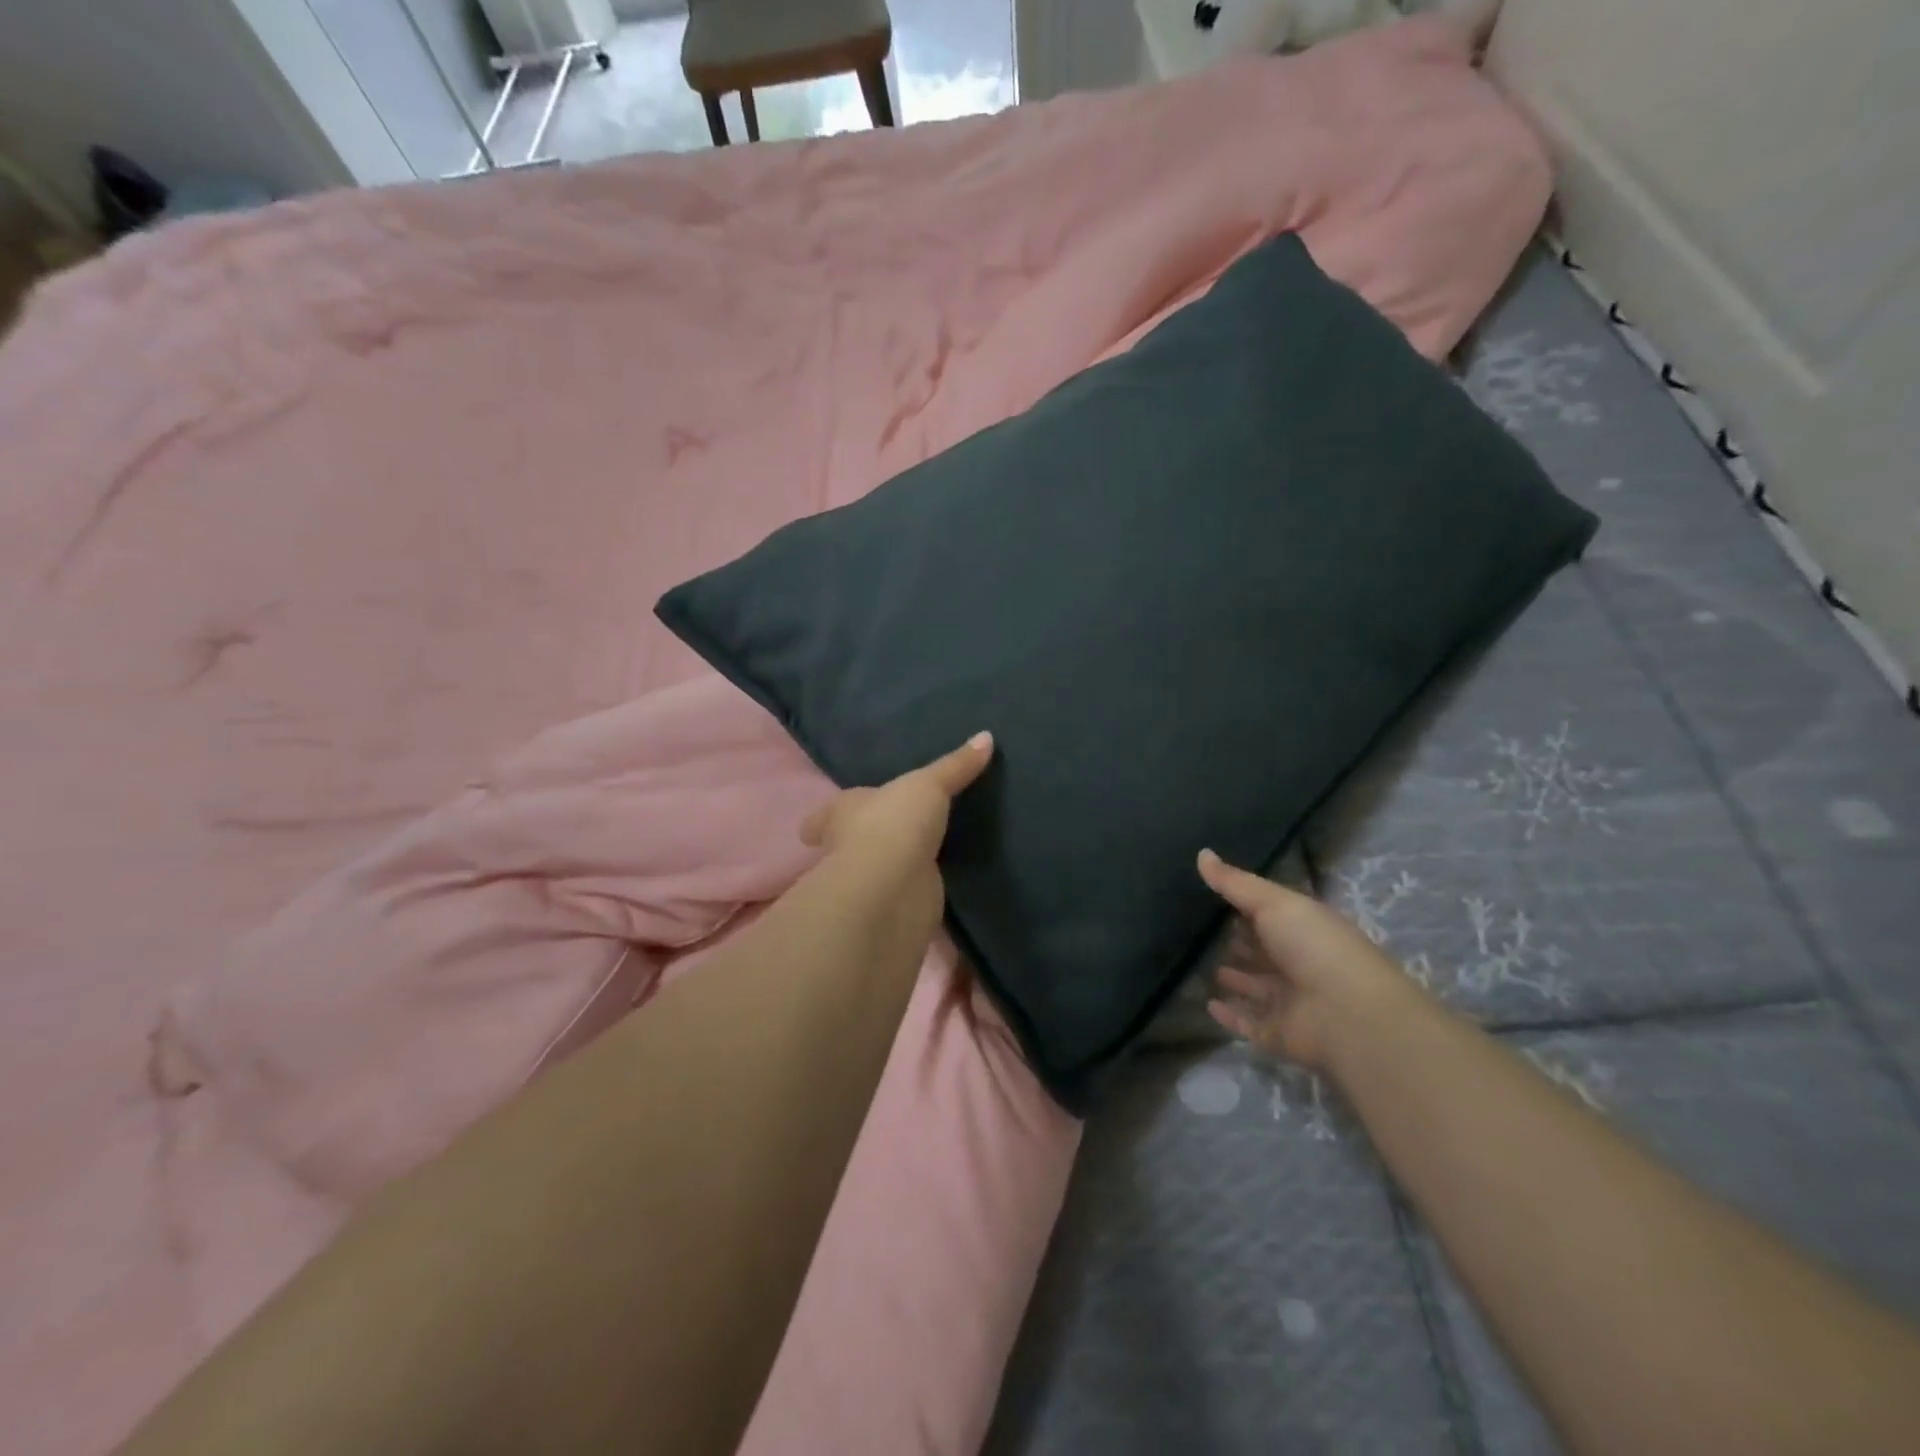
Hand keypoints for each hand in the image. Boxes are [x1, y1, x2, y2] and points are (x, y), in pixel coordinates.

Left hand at [799, 733, 994, 913]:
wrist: (894, 885)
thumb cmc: (894, 822)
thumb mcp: (929, 784)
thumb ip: (955, 766)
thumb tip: (985, 736)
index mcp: (844, 812)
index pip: (824, 816)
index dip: (823, 819)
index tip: (815, 828)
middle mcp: (848, 847)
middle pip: (849, 843)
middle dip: (862, 840)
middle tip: (884, 833)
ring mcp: (869, 880)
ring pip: (877, 869)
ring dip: (891, 864)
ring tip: (916, 854)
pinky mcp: (893, 906)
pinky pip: (905, 892)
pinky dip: (915, 889)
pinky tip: (931, 883)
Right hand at [1197, 849, 1427, 1071]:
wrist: (1350, 1016)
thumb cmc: (1316, 947)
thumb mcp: (1275, 903)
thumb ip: (1235, 883)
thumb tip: (1201, 853)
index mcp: (1304, 929)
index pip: (1270, 914)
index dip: (1244, 905)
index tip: (1207, 895)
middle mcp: (1298, 963)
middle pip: (1262, 951)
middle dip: (1236, 942)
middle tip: (1195, 930)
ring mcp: (1289, 1001)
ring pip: (1254, 987)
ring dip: (1233, 978)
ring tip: (1195, 963)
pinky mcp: (1278, 1034)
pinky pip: (1248, 1023)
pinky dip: (1229, 1015)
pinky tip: (1207, 1004)